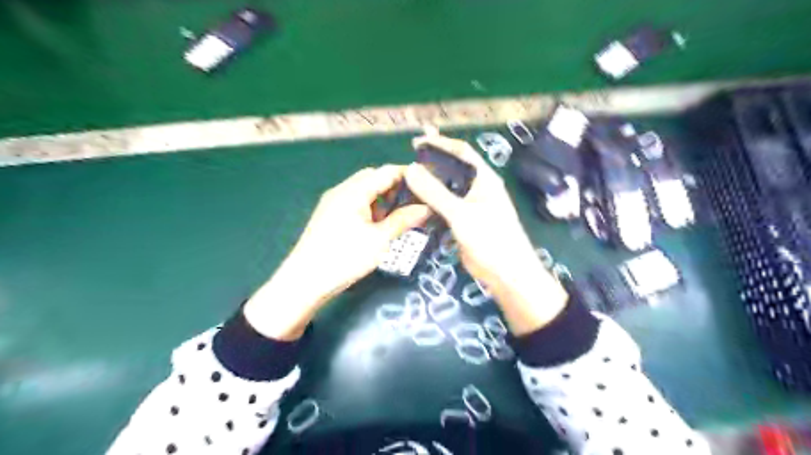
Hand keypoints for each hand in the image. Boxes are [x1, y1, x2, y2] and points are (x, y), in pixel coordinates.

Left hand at [244, 165, 430, 339]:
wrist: (305, 281)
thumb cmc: (345, 258)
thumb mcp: (379, 240)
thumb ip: (403, 220)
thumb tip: (426, 208)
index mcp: (354, 191)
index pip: (387, 171)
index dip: (409, 175)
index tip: (428, 184)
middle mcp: (342, 190)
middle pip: (374, 177)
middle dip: (395, 186)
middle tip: (414, 202)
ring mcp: (333, 202)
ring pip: (363, 190)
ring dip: (382, 197)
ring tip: (398, 215)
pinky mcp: (329, 215)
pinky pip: (354, 201)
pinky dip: (370, 206)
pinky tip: (377, 224)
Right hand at [404, 129, 564, 335]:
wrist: (506, 273)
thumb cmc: (490, 237)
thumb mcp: (461, 213)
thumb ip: (435, 192)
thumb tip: (410, 170)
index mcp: (484, 178)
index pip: (462, 152)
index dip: (440, 143)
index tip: (417, 141)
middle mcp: (477, 188)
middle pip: (452, 170)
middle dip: (431, 165)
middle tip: (407, 166)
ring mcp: (470, 206)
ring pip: (446, 190)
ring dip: (429, 186)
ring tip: (407, 184)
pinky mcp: (463, 222)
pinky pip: (444, 207)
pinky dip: (430, 204)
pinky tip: (415, 205)